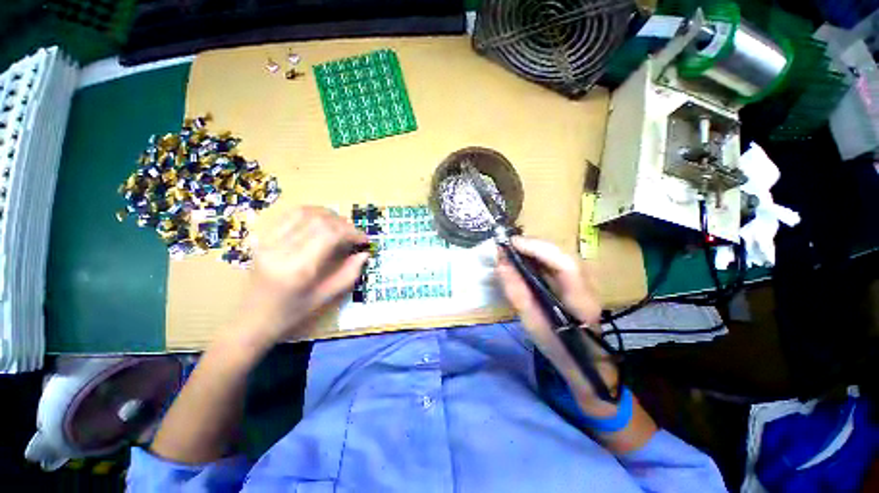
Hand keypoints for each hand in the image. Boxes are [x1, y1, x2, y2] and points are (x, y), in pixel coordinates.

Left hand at [232, 206, 368, 352]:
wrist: (250, 320)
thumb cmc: (290, 314)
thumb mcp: (324, 298)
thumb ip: (348, 274)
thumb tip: (364, 255)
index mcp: (297, 268)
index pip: (329, 235)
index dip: (352, 233)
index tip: (364, 240)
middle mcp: (280, 249)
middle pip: (319, 220)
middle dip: (343, 224)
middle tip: (354, 235)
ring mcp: (268, 241)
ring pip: (304, 212)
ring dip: (328, 215)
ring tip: (341, 226)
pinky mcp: (263, 238)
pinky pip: (290, 215)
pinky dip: (311, 213)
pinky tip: (321, 222)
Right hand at [496, 237, 617, 414]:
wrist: (585, 360)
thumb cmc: (558, 348)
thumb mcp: (532, 324)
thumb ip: (517, 294)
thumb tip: (500, 265)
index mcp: (581, 301)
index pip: (564, 264)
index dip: (538, 249)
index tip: (511, 244)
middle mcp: (588, 285)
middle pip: (562, 253)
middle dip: (533, 245)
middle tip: (507, 245)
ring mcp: (586, 280)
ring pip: (560, 254)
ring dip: (535, 248)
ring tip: (513, 249)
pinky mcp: (578, 280)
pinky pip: (556, 261)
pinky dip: (538, 255)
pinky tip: (524, 257)